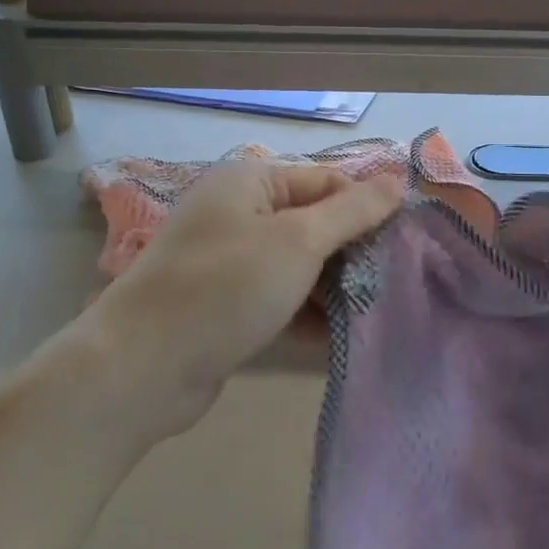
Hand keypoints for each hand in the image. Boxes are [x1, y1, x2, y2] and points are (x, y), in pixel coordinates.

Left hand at [52, 162, 401, 443]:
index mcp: (249, 182)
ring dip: (335, 286)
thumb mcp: (298, 241)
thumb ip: (352, 211)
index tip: (406, 240)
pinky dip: (309, 314)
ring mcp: (230, 262)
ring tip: (380, 309)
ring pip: (299, 265)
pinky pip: (280, 299)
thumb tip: (397, 180)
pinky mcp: (227, 306)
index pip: (325, 182)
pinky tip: (344, 335)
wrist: (142, 369)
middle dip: (353, 251)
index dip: (366, 206)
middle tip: (397, 279)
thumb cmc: (226, 287)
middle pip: (313, 223)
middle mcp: (238, 214)